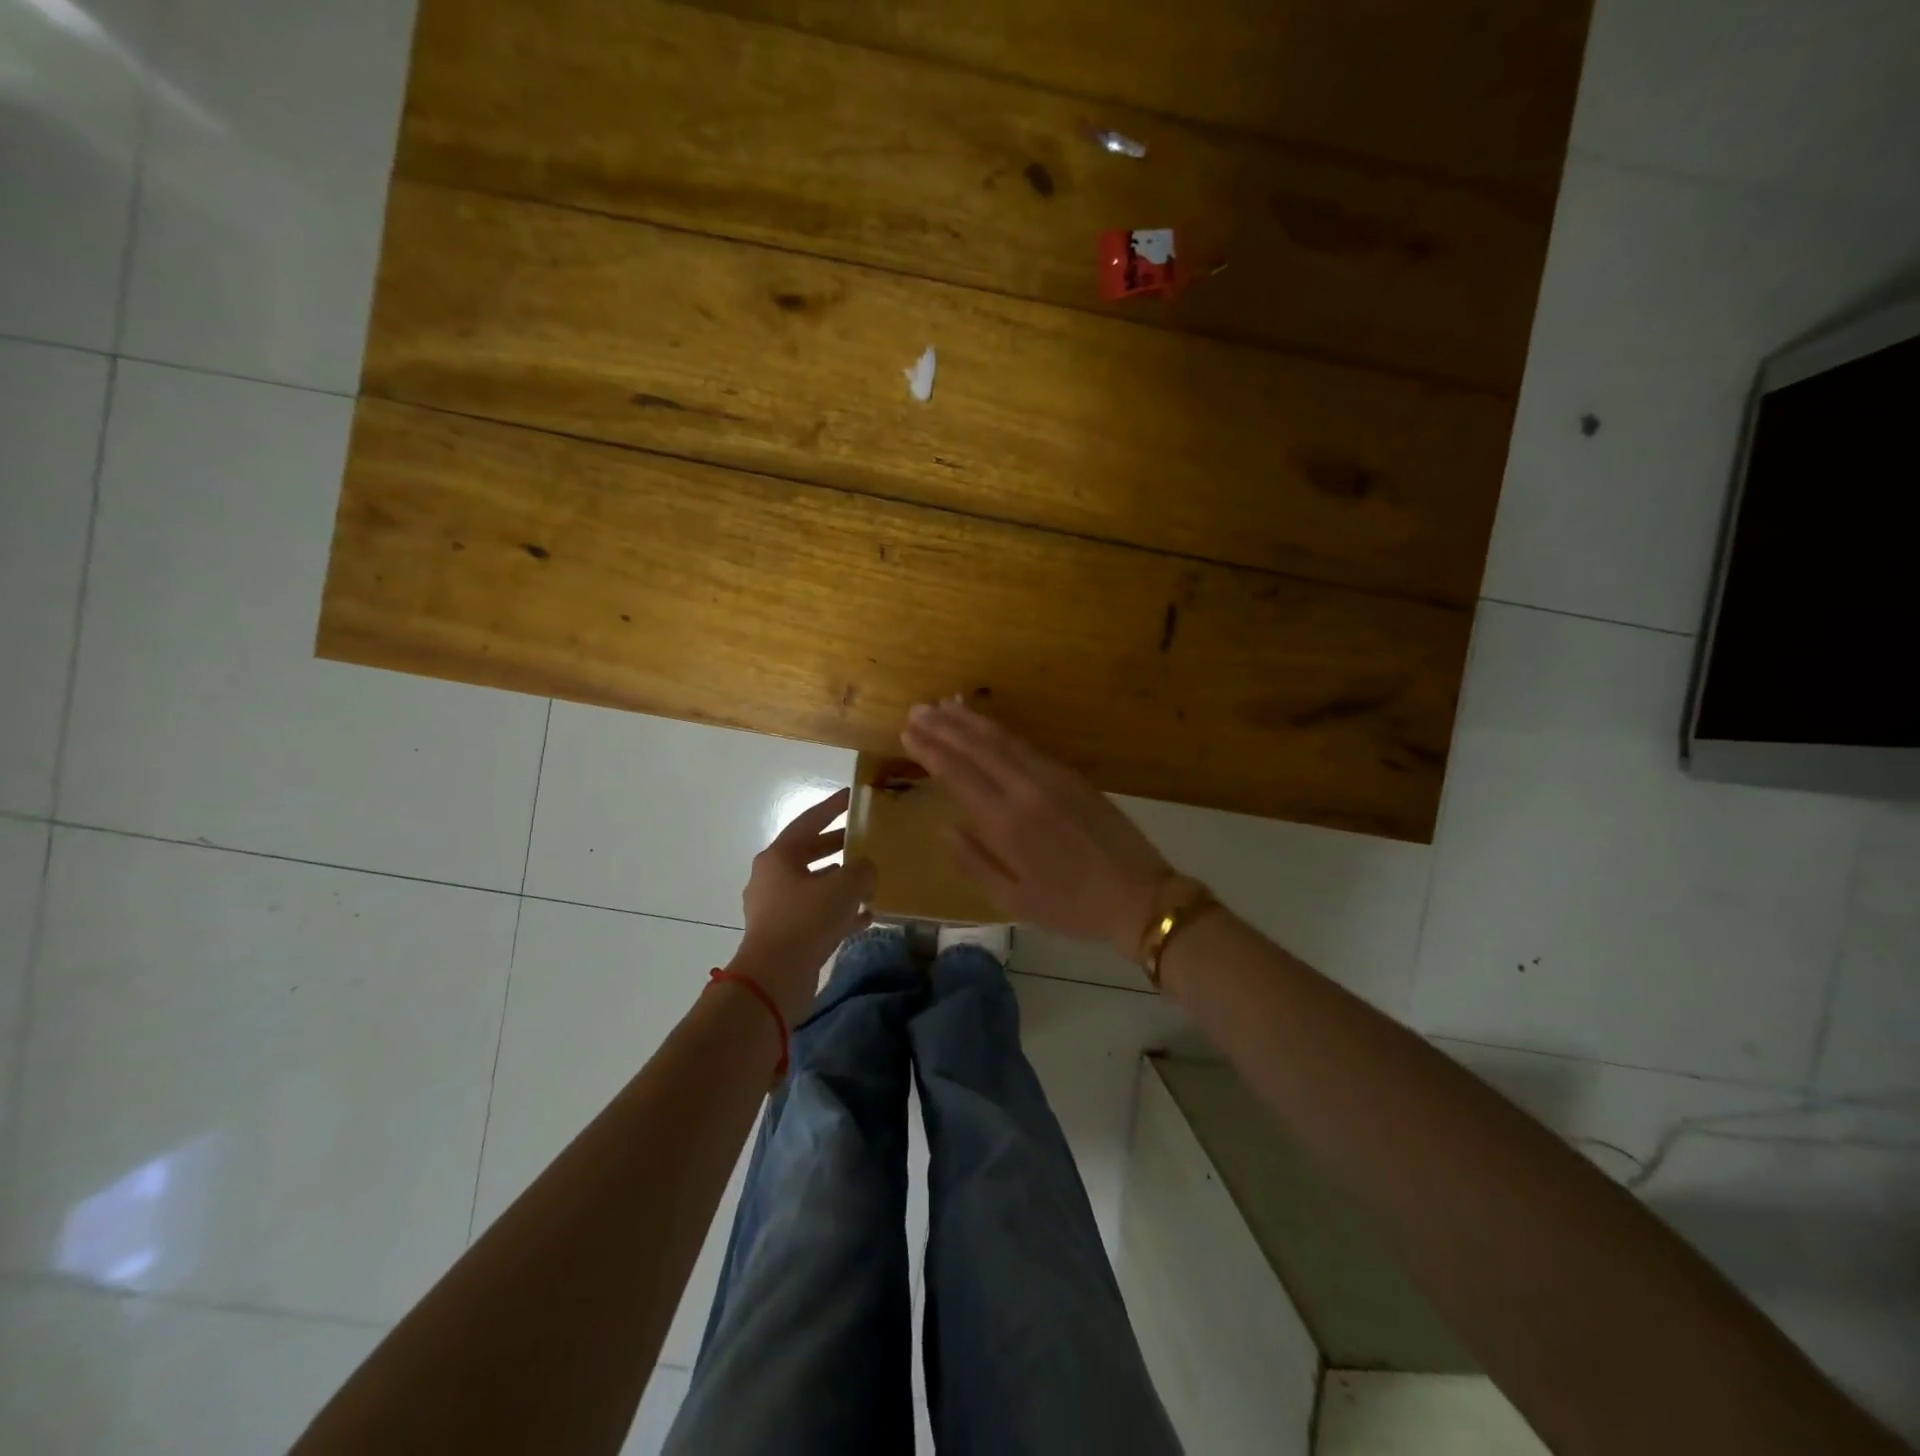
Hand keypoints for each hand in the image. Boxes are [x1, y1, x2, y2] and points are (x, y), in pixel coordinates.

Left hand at [731, 787, 875, 1023]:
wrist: (774, 979)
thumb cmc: (806, 921)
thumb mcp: (844, 888)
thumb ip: (862, 870)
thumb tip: (865, 869)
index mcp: (779, 856)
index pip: (809, 821)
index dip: (833, 807)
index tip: (852, 796)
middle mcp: (771, 877)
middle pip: (809, 852)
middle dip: (838, 846)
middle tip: (864, 838)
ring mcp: (774, 907)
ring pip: (813, 885)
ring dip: (840, 881)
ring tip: (869, 879)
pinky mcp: (782, 934)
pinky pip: (814, 913)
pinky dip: (837, 911)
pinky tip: (865, 916)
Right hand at [901, 701, 1171, 959]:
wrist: (1138, 895)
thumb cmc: (1071, 906)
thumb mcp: (1014, 901)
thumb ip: (974, 864)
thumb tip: (944, 829)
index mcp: (1006, 823)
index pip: (958, 774)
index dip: (930, 750)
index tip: (907, 732)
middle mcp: (1025, 790)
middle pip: (977, 748)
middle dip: (944, 727)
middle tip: (916, 710)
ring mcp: (1052, 778)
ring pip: (1003, 740)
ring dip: (971, 721)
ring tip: (944, 705)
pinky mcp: (1072, 776)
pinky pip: (1028, 745)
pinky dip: (1002, 731)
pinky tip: (989, 726)